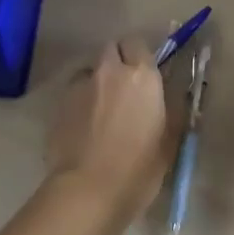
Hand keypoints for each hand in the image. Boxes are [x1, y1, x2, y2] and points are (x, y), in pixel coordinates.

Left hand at [46, 38, 174, 222]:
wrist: (88, 191)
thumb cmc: (138, 168)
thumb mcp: (169, 141)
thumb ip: (172, 110)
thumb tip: (173, 96)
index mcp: (141, 75)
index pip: (137, 43)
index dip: (139, 55)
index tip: (144, 73)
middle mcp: (110, 71)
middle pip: (111, 48)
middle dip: (117, 60)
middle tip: (124, 86)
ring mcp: (81, 85)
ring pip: (91, 69)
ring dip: (97, 79)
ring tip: (101, 106)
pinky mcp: (59, 104)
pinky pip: (74, 92)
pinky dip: (81, 100)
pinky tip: (84, 124)